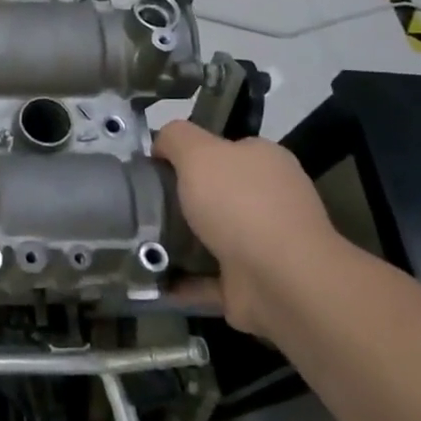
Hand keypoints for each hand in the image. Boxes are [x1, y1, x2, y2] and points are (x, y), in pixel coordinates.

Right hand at [152, 120, 342, 336]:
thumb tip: (161, 144)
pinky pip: (206, 277)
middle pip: (216, 193)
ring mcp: (264, 244)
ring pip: (211, 236)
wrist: (282, 280)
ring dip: (179, 240)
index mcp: (265, 162)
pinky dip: (182, 278)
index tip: (155, 167)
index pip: (225, 148)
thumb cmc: (240, 204)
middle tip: (141, 204)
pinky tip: (151, 275)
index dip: (189, 154)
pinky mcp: (251, 283)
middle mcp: (270, 200)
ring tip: (137, 239)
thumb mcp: (198, 151)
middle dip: (180, 199)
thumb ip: (176, 137)